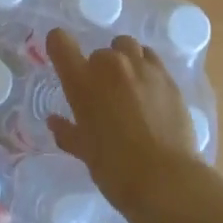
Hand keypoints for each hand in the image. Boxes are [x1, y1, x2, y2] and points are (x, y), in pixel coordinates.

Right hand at [46, 31, 202, 222]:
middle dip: (98, 70)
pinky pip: (151, 59)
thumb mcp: (84, 152)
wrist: (165, 180)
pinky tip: (150, 92)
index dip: (58, 46)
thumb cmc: (115, 169)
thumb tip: (54, 122)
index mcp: (82, 81)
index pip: (60, 42)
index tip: (63, 60)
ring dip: (123, 61)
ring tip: (128, 86)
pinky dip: (146, 68)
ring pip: (127, 47)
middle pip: (98, 52)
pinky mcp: (167, 77)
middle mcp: (110, 64)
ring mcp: (142, 67)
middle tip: (104, 97)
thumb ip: (67, 131)